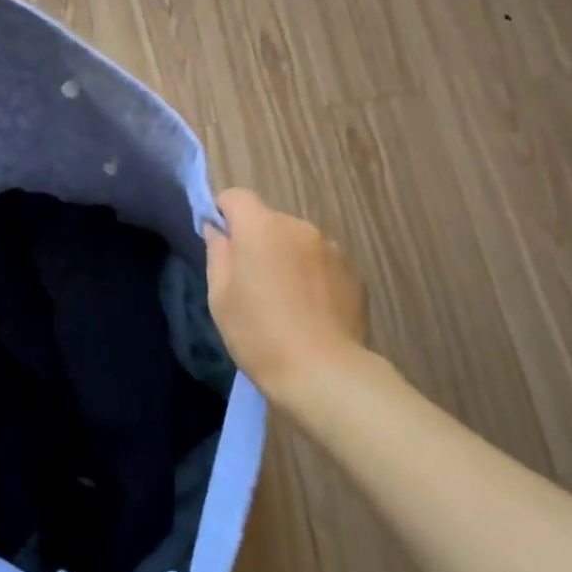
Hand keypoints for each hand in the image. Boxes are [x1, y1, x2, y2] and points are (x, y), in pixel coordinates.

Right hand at [204, 188, 369, 403]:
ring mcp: (331, 249)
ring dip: (287, 259)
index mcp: (261, 227)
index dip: (223, 213)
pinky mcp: (354, 274)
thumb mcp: (220, 297)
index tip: (220, 242)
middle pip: (268, 221)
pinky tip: (310, 312)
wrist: (325, 374)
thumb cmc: (259, 334)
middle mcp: (299, 227)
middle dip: (257, 242)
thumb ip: (218, 253)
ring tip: (285, 302)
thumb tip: (218, 230)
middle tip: (250, 283)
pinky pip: (321, 264)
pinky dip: (312, 277)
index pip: (236, 196)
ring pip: (297, 243)